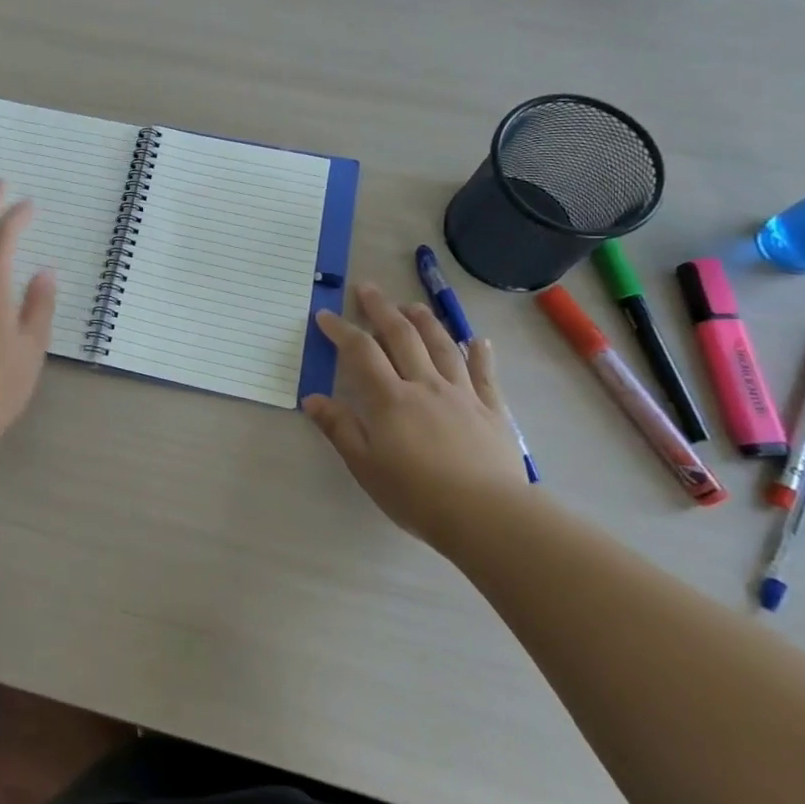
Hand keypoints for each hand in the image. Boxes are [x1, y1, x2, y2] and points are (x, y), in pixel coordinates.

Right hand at [303, 282, 527, 543]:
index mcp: (390, 398)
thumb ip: (340, 428)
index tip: (326, 315)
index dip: (341, 331)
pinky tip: (477, 341)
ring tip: (413, 305)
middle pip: (402, 337)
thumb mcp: (365, 465)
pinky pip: (484, 374)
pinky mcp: (492, 410)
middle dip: (381, 309)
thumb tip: (312, 398)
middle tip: (368, 289)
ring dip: (425, 321)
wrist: (486, 515)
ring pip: (442, 346)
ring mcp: (462, 394)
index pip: (361, 353)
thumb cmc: (416, 494)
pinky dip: (479, 354)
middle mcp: (425, 385)